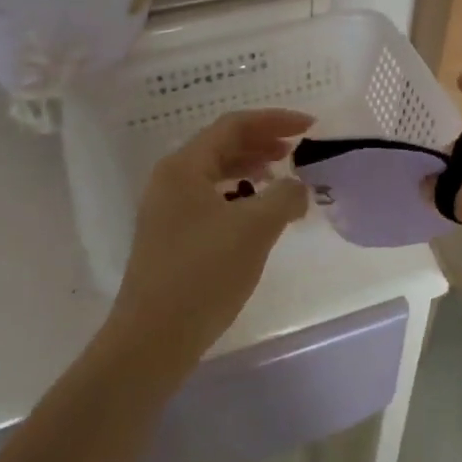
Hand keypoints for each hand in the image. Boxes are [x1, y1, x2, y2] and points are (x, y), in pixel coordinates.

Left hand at [110, 109, 313, 372]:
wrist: (152, 341)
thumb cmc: (203, 274)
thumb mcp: (255, 228)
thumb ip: (285, 196)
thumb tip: (297, 188)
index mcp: (184, 167)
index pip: (233, 125)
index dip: (274, 120)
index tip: (309, 127)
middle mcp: (170, 180)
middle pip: (222, 145)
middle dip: (263, 142)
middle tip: (297, 150)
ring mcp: (166, 210)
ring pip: (215, 173)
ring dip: (251, 168)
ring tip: (281, 177)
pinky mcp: (170, 237)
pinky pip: (210, 199)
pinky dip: (238, 195)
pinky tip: (257, 214)